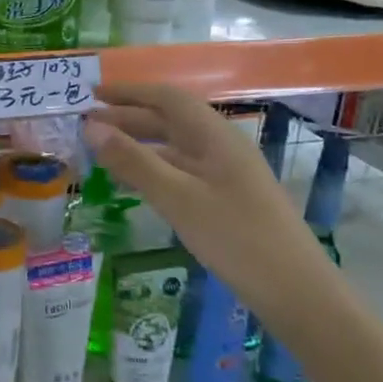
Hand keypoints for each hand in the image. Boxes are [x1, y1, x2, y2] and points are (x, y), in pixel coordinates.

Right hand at [84, 83, 333, 318]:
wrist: (295, 289)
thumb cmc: (235, 237)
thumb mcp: (177, 197)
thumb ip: (133, 161)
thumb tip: (91, 128)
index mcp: (214, 135)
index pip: (166, 98)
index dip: (129, 92)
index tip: (92, 94)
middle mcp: (221, 146)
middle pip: (170, 120)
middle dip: (128, 117)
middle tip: (87, 125)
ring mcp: (226, 173)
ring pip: (175, 147)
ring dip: (139, 143)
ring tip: (102, 151)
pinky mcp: (227, 198)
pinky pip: (182, 171)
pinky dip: (154, 168)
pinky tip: (135, 183)